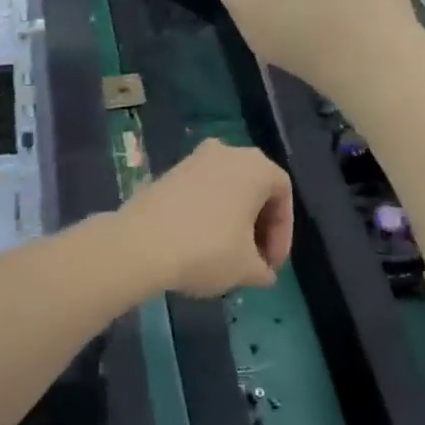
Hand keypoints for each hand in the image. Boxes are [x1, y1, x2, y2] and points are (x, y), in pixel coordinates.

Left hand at [119, 140, 292, 296]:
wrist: (141, 243)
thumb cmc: (207, 249)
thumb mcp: (246, 268)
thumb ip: (263, 269)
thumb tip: (264, 273)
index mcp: (256, 166)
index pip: (283, 194)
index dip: (283, 232)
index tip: (271, 265)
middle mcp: (228, 152)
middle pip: (256, 187)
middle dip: (259, 226)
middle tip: (254, 260)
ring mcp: (195, 158)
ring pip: (227, 188)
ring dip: (234, 219)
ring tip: (228, 255)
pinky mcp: (170, 171)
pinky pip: (202, 190)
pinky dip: (210, 212)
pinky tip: (200, 243)